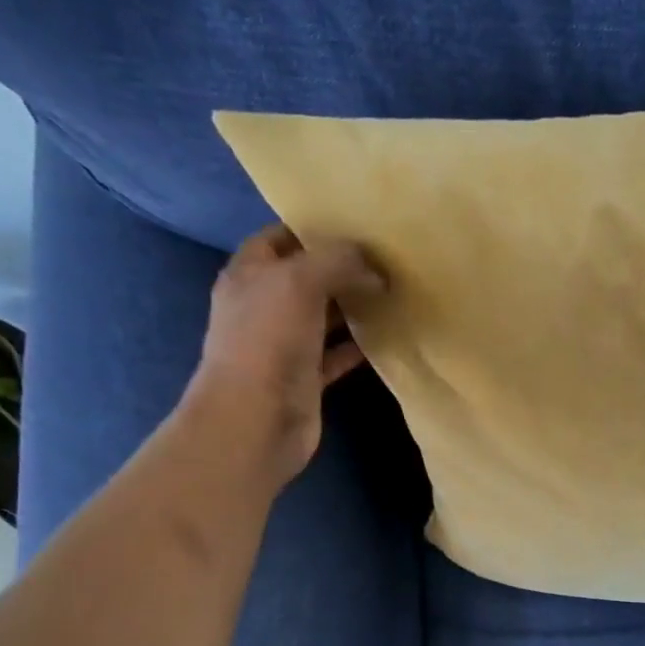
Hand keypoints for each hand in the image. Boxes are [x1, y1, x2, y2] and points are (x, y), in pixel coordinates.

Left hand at [182, 224, 385, 490]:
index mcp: (250, 274)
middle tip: (387, 259)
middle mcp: (264, 305)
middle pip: (306, 276)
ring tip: (394, 292)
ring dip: (354, 306)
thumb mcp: (300, 282)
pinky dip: (359, 345)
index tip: (358, 225)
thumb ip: (338, 261)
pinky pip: (336, 354)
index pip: (280, 237)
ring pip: (324, 316)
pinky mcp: (305, 377)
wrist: (255, 420)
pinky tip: (388, 335)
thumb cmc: (268, 342)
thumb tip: (375, 267)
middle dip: (343, 267)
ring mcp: (284, 344)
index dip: (314, 228)